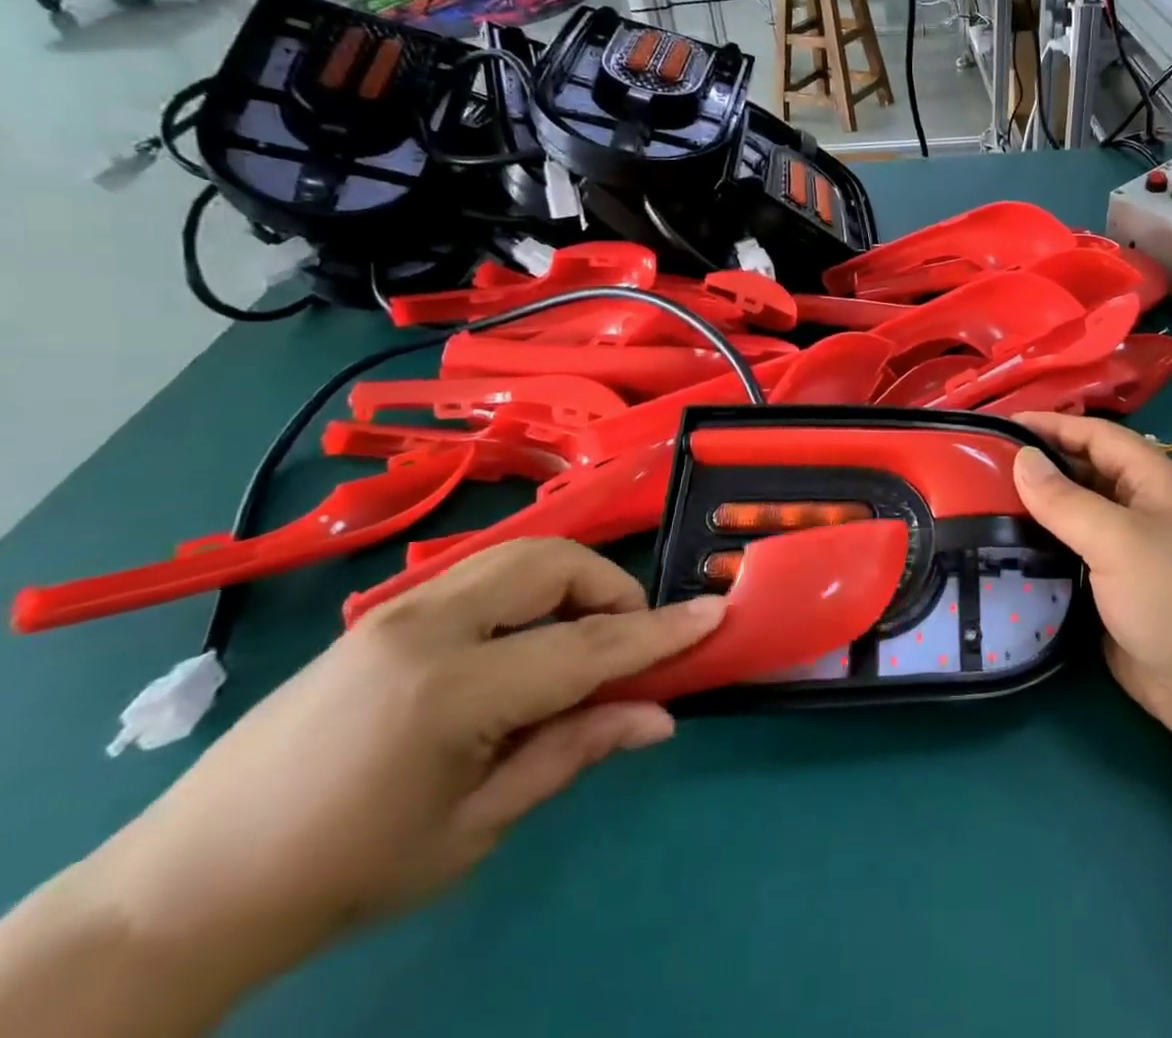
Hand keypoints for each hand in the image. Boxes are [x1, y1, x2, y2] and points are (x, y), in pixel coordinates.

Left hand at [88, 538, 722, 987]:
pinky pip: (484, 572)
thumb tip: (659, 717)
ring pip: (521, 552)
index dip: (659, 631)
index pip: (586, 646)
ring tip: (581, 640)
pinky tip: (527, 641)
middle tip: (629, 643)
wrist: (184, 891)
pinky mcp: (383, 612)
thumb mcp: (472, 830)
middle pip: (554, 564)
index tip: (714, 612)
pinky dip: (531, 587)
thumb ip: (572, 753)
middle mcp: (426, 626)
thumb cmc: (340, 876)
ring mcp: (397, 609)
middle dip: (611, 589)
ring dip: (573, 581)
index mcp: (449, 692)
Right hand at [1012, 413, 1171, 749]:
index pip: (1094, 435)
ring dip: (1034, 511)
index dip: (1049, 424)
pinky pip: (1070, 559)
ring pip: (1073, 518)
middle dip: (1037, 466)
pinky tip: (1003, 553)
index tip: (997, 424)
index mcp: (1152, 481)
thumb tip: (1022, 458)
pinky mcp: (1113, 592)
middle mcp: (1139, 509)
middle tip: (977, 468)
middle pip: (1082, 473)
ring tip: (979, 505)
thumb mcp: (1119, 541)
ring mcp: (1127, 553)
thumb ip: (1066, 500)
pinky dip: (1040, 551)